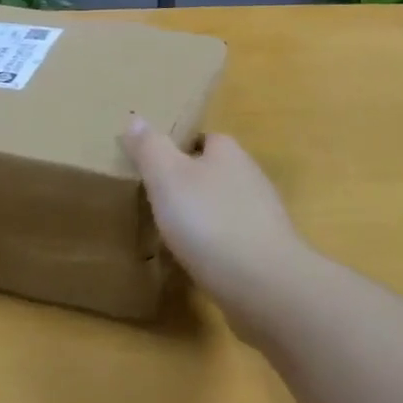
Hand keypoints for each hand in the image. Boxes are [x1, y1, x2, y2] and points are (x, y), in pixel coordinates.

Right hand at [120, 118, 315, 337]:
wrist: (264, 284)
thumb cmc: (209, 220)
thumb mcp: (167, 178)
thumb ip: (150, 148)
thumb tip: (136, 118)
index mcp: (228, 152)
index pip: (203, 139)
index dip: (178, 150)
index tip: (153, 168)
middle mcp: (250, 176)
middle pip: (214, 173)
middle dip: (190, 186)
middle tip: (157, 203)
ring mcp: (262, 215)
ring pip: (224, 207)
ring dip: (203, 218)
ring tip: (172, 235)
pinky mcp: (266, 250)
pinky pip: (233, 240)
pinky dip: (216, 247)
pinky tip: (197, 263)